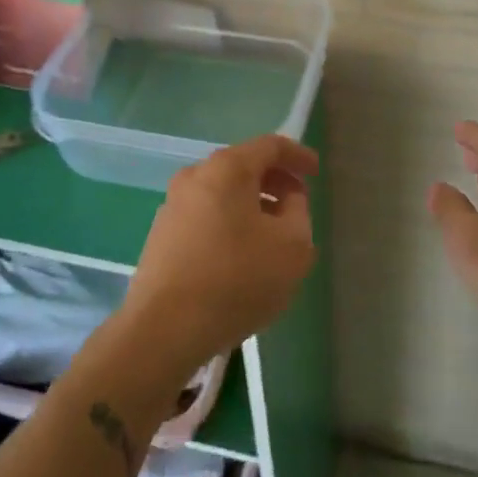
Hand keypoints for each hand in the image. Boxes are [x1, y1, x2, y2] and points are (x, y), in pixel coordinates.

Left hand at [122, 135, 318, 381]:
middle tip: (297, 205)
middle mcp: (195, 175)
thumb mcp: (292, 246)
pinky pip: (205, 216)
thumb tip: (289, 200)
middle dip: (275, 182)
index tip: (316, 172)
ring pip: (223, 193)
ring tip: (272, 235)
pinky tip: (241, 256)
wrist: (163, 330)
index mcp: (227, 168)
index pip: (270, 146)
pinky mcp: (161, 235)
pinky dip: (229, 223)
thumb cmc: (236, 279)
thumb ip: (299, 212)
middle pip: (244, 166)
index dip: (298, 156)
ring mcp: (173, 205)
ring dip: (251, 205)